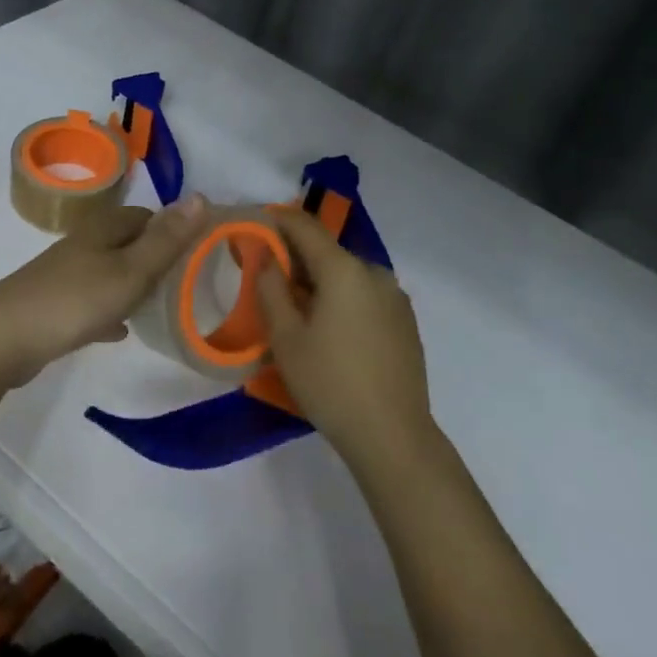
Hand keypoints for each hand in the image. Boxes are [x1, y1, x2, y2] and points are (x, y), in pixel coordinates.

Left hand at [0, 197, 207, 388]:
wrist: (3, 339)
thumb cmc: (75, 300)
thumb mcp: (131, 271)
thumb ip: (167, 239)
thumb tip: (201, 196)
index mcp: (104, 229)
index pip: (148, 217)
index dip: (174, 232)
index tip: (198, 256)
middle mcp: (84, 244)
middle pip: (129, 244)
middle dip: (156, 259)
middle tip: (184, 285)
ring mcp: (66, 274)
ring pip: (111, 272)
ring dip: (134, 285)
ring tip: (160, 307)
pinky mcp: (54, 304)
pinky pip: (93, 302)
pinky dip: (110, 311)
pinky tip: (120, 331)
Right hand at [255, 206, 431, 466]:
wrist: (393, 436)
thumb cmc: (330, 384)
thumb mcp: (286, 338)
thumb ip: (270, 288)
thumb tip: (262, 254)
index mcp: (345, 269)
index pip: (304, 225)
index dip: (275, 220)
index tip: (251, 225)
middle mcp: (375, 272)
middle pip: (327, 251)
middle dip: (295, 257)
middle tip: (266, 277)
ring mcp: (395, 296)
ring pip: (347, 274)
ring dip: (319, 280)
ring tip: (296, 309)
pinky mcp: (405, 320)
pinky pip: (365, 295)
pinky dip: (342, 298)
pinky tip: (329, 329)